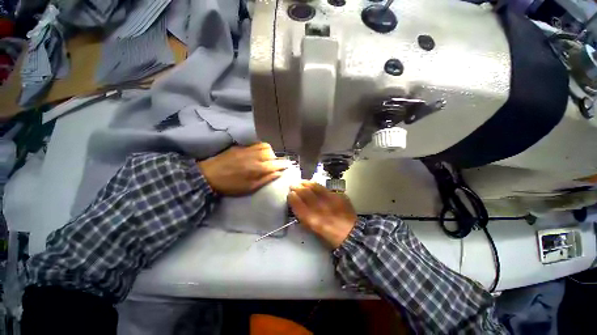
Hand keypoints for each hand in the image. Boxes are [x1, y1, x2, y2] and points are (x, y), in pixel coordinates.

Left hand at [197, 143, 289, 195]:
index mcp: (257, 169)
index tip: (289, 164)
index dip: (284, 164)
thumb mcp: (250, 187)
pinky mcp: (241, 146)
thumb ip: (266, 179)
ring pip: (265, 146)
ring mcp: (247, 150)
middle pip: (272, 153)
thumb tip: (279, 173)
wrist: (209, 175)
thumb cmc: (231, 185)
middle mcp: (255, 157)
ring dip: (270, 152)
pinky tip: (258, 153)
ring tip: (267, 158)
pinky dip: (261, 148)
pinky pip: (256, 144)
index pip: (276, 164)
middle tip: (274, 164)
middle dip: (276, 158)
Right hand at [288, 182, 356, 248]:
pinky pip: (325, 187)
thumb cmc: (328, 234)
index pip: (297, 203)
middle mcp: (320, 208)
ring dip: (306, 183)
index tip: (290, 194)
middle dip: (297, 187)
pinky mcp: (338, 196)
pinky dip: (317, 185)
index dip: (292, 196)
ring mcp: (330, 200)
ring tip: (302, 182)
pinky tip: (314, 184)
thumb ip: (303, 215)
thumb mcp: (312, 228)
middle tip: (293, 185)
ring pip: (314, 186)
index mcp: (311, 219)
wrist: (350, 233)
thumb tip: (297, 203)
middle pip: (304, 192)